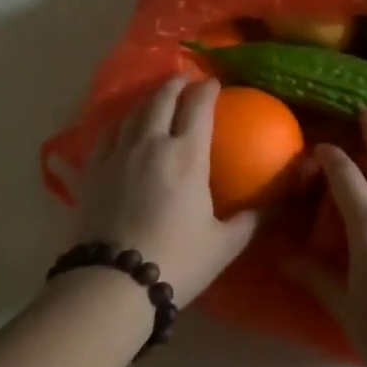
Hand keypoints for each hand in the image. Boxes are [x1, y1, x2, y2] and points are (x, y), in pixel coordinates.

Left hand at [74, 76, 257, 307]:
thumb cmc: (176, 262)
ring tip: (155, 100)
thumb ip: (251, 219)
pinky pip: (104, 136)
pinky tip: (119, 130)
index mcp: (186, 154)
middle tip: (185, 81)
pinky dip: (118, 125)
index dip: (208, 89)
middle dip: (175, 84)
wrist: (113, 285)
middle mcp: (150, 143)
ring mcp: (116, 154)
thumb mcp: (225, 244)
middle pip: (161, 98)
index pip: (198, 105)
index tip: (215, 84)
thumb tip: (275, 204)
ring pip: (132, 112)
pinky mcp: (91, 172)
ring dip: (147, 100)